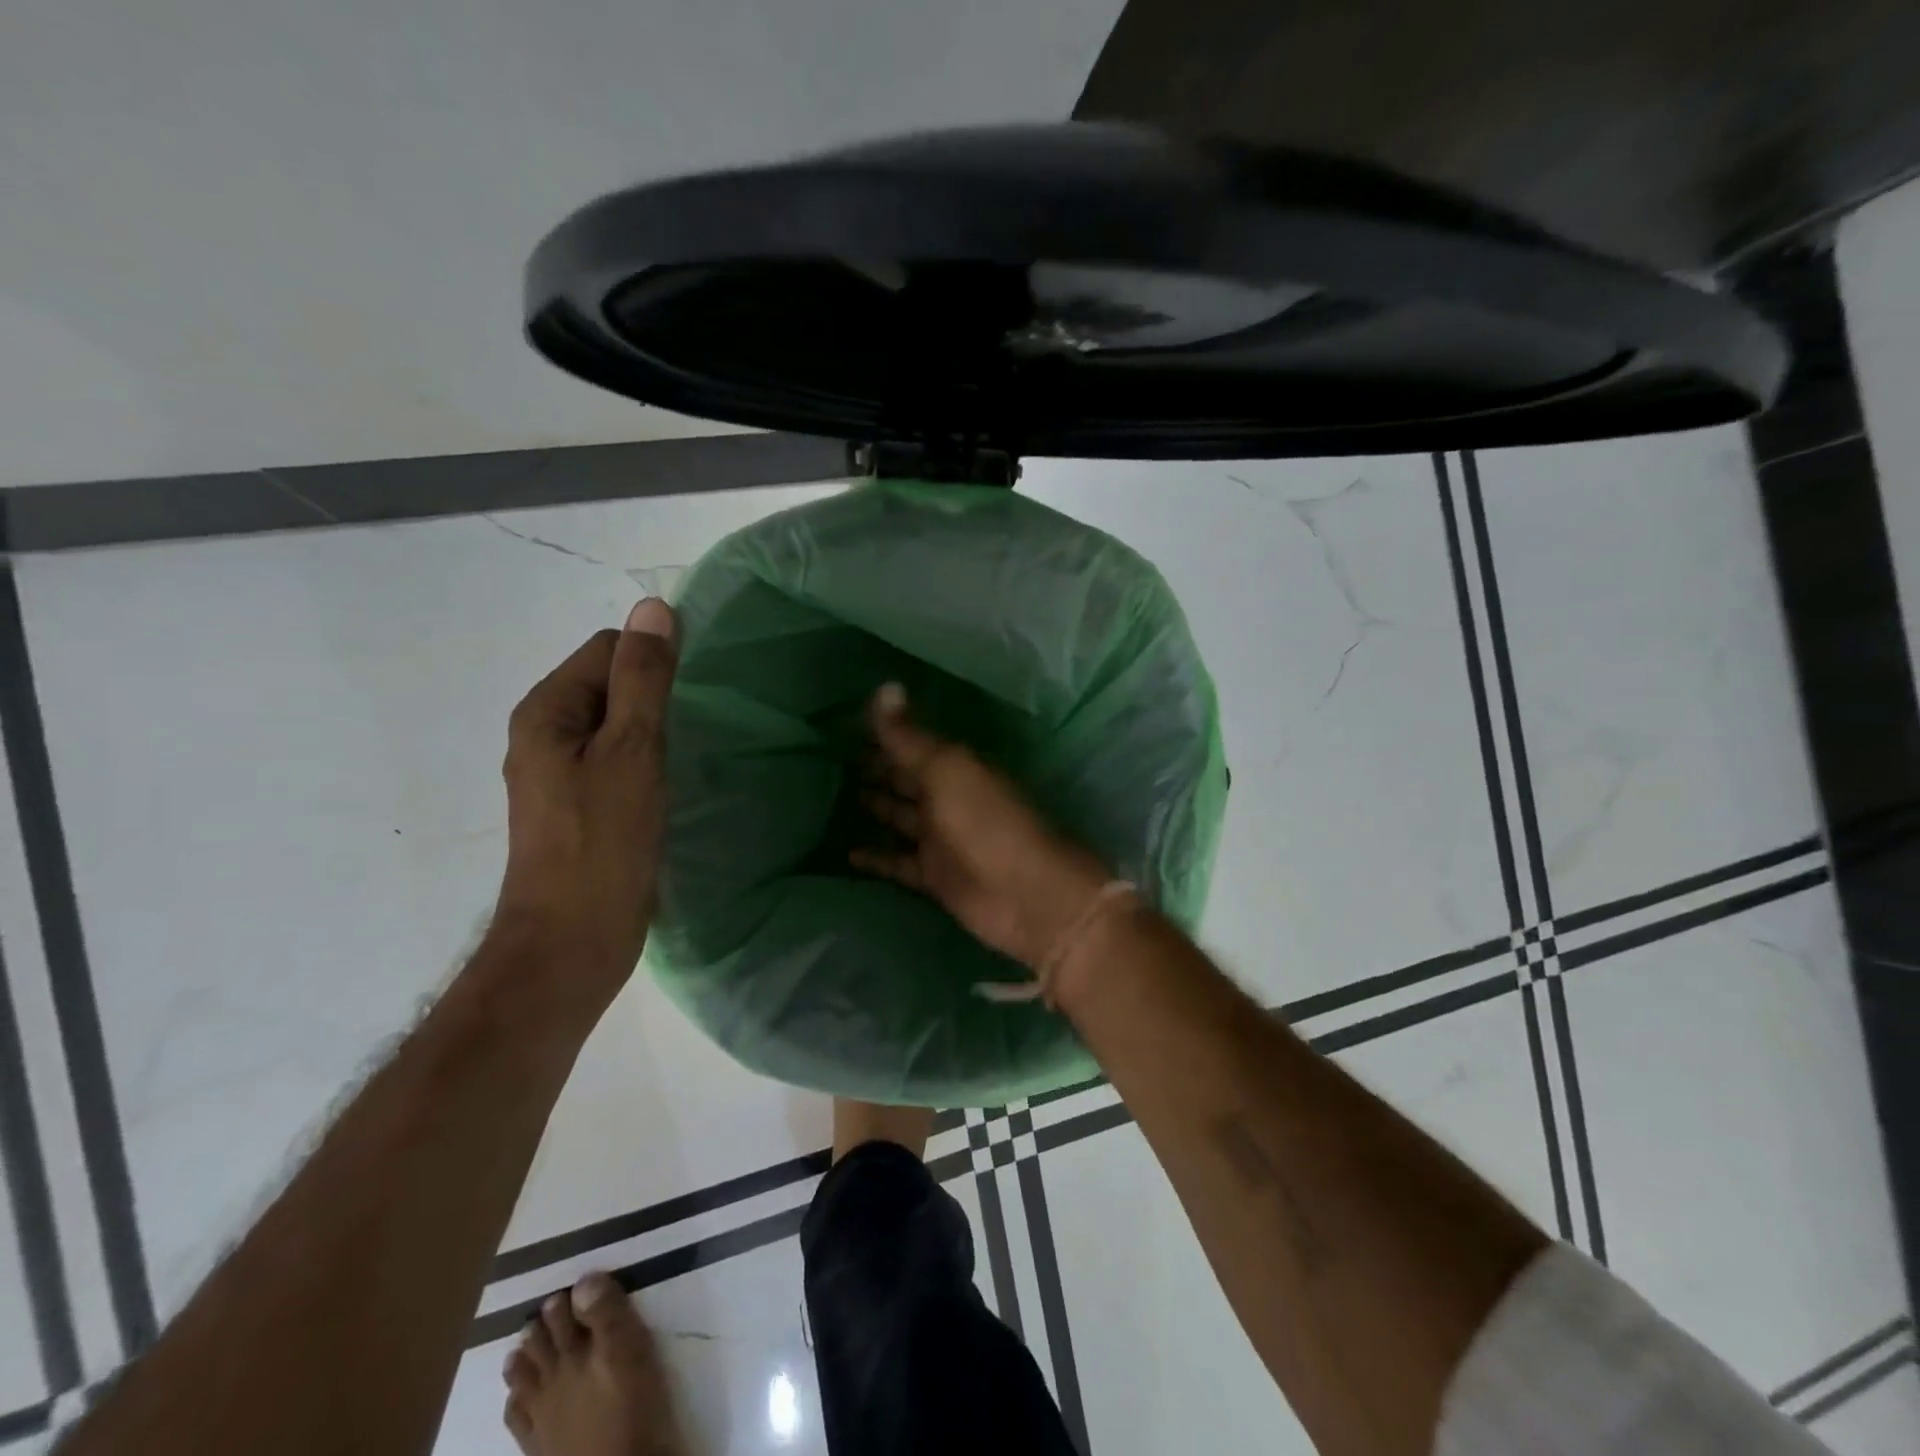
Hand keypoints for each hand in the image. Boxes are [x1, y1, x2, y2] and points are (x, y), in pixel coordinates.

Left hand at [492, 599, 678, 990]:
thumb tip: (654, 608)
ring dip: (653, 733)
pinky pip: (616, 761)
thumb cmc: (602, 843)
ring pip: (616, 726)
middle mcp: (543, 734)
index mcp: (546, 711)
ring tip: (686, 759)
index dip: (653, 664)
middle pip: (610, 685)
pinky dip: (645, 764)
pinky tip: (669, 787)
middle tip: (690, 734)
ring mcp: (558, 775)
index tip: (690, 700)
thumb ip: (643, 680)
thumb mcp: (631, 751)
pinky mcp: (578, 807)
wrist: (572, 942)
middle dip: (654, 699)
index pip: (608, 649)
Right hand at [852, 683, 1110, 968]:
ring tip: (828, 797)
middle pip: (904, 779)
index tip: (841, 725)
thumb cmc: (988, 823)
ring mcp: (940, 840)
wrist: (1028, 895)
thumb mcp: (948, 771)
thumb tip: (884, 686)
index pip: (911, 744)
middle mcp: (947, 798)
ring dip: (873, 807)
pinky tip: (845, 852)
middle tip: (827, 758)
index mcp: (955, 767)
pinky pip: (897, 863)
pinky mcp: (934, 877)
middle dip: (874, 768)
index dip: (882, 735)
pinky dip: (876, 858)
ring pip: (898, 818)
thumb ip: (910, 737)